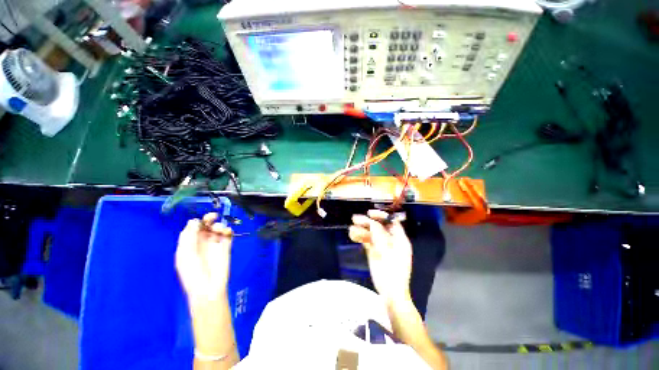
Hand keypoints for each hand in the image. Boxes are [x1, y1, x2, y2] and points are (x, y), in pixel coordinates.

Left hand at [176, 213, 232, 303]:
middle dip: (210, 219)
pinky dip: (228, 230)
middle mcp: (202, 242)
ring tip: (220, 230)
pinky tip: (227, 232)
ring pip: (218, 228)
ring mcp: (215, 244)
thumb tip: (194, 221)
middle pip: (206, 226)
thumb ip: (188, 237)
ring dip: (219, 225)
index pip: (193, 228)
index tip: (201, 221)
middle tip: (214, 217)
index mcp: (189, 244)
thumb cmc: (192, 272)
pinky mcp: (226, 246)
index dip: (197, 222)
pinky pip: (228, 235)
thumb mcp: (185, 254)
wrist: (208, 287)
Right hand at [349, 210, 412, 303]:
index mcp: (400, 240)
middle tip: (355, 218)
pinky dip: (360, 238)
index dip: (381, 216)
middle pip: (379, 227)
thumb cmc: (392, 272)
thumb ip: (379, 236)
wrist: (390, 294)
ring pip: (371, 234)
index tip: (370, 213)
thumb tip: (372, 223)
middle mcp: (391, 241)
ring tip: (351, 228)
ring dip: (361, 230)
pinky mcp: (374, 253)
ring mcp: (382, 247)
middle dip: (367, 222)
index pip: (391, 222)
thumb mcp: (386, 252)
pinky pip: (367, 242)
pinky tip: (353, 235)